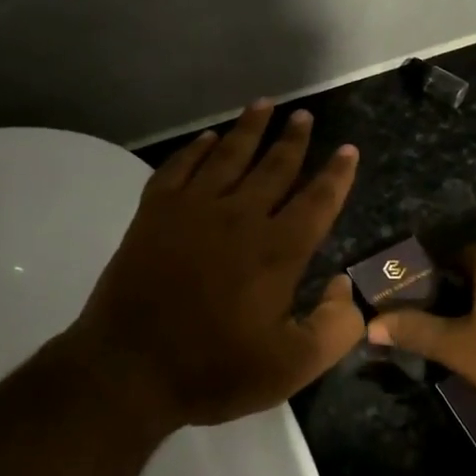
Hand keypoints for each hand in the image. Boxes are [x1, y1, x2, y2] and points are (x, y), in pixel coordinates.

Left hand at [65, 100, 364, 429]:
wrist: (127, 371)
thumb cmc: (213, 370)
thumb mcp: (292, 367)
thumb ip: (334, 328)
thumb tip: (347, 287)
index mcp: (278, 250)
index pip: (318, 200)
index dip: (337, 174)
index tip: (348, 149)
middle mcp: (240, 217)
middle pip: (274, 166)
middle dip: (293, 139)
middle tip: (304, 115)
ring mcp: (193, 210)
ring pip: (228, 156)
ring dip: (249, 128)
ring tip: (264, 104)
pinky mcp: (154, 213)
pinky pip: (180, 167)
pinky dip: (195, 149)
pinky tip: (206, 139)